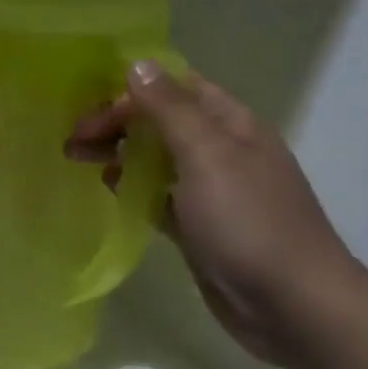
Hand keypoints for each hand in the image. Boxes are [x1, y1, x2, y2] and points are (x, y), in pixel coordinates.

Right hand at [66, 62, 364, 365]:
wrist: (294, 305)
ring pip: (156, 157)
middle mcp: (222, 150)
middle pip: (160, 122)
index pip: (175, 88)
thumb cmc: (249, 222)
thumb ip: (170, 109)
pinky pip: (158, 195)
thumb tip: (138, 63)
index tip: (90, 112)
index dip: (131, 92)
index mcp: (231, 124)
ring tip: (79, 160)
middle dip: (116, 123)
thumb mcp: (207, 156)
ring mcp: (211, 191)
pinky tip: (110, 189)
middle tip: (73, 142)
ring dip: (119, 152)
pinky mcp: (200, 226)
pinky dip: (132, 187)